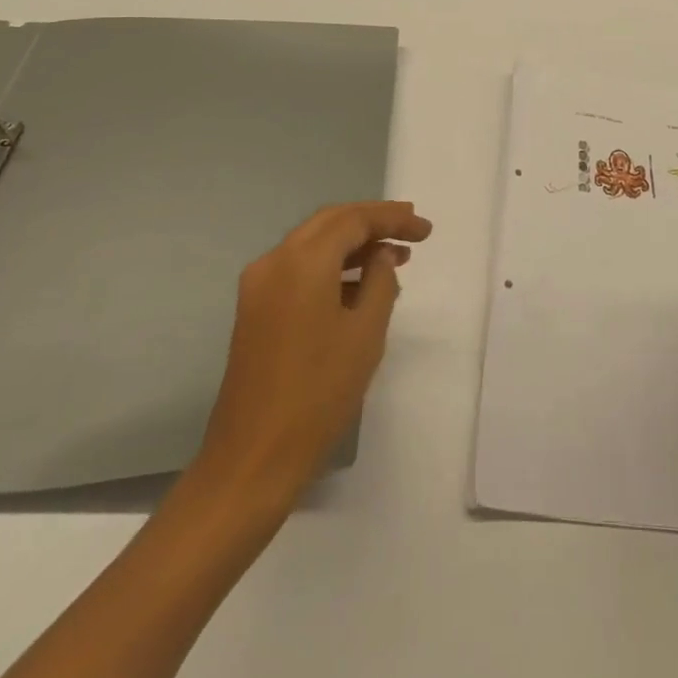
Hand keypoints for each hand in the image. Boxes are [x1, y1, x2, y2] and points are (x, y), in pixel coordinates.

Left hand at [195, 201, 431, 504]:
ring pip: (313, 244)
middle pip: (330, 223)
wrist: (252, 459)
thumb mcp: (365, 333)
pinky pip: (299, 270)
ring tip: (395, 257)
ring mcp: (259, 287)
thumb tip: (381, 255)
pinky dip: (332, 267)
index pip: (353, 220)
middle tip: (411, 228)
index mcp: (302, 261)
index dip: (393, 219)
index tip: (425, 230)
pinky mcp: (255, 310)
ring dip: (353, 245)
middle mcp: (274, 262)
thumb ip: (380, 281)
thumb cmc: (318, 393)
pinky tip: (361, 286)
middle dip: (372, 222)